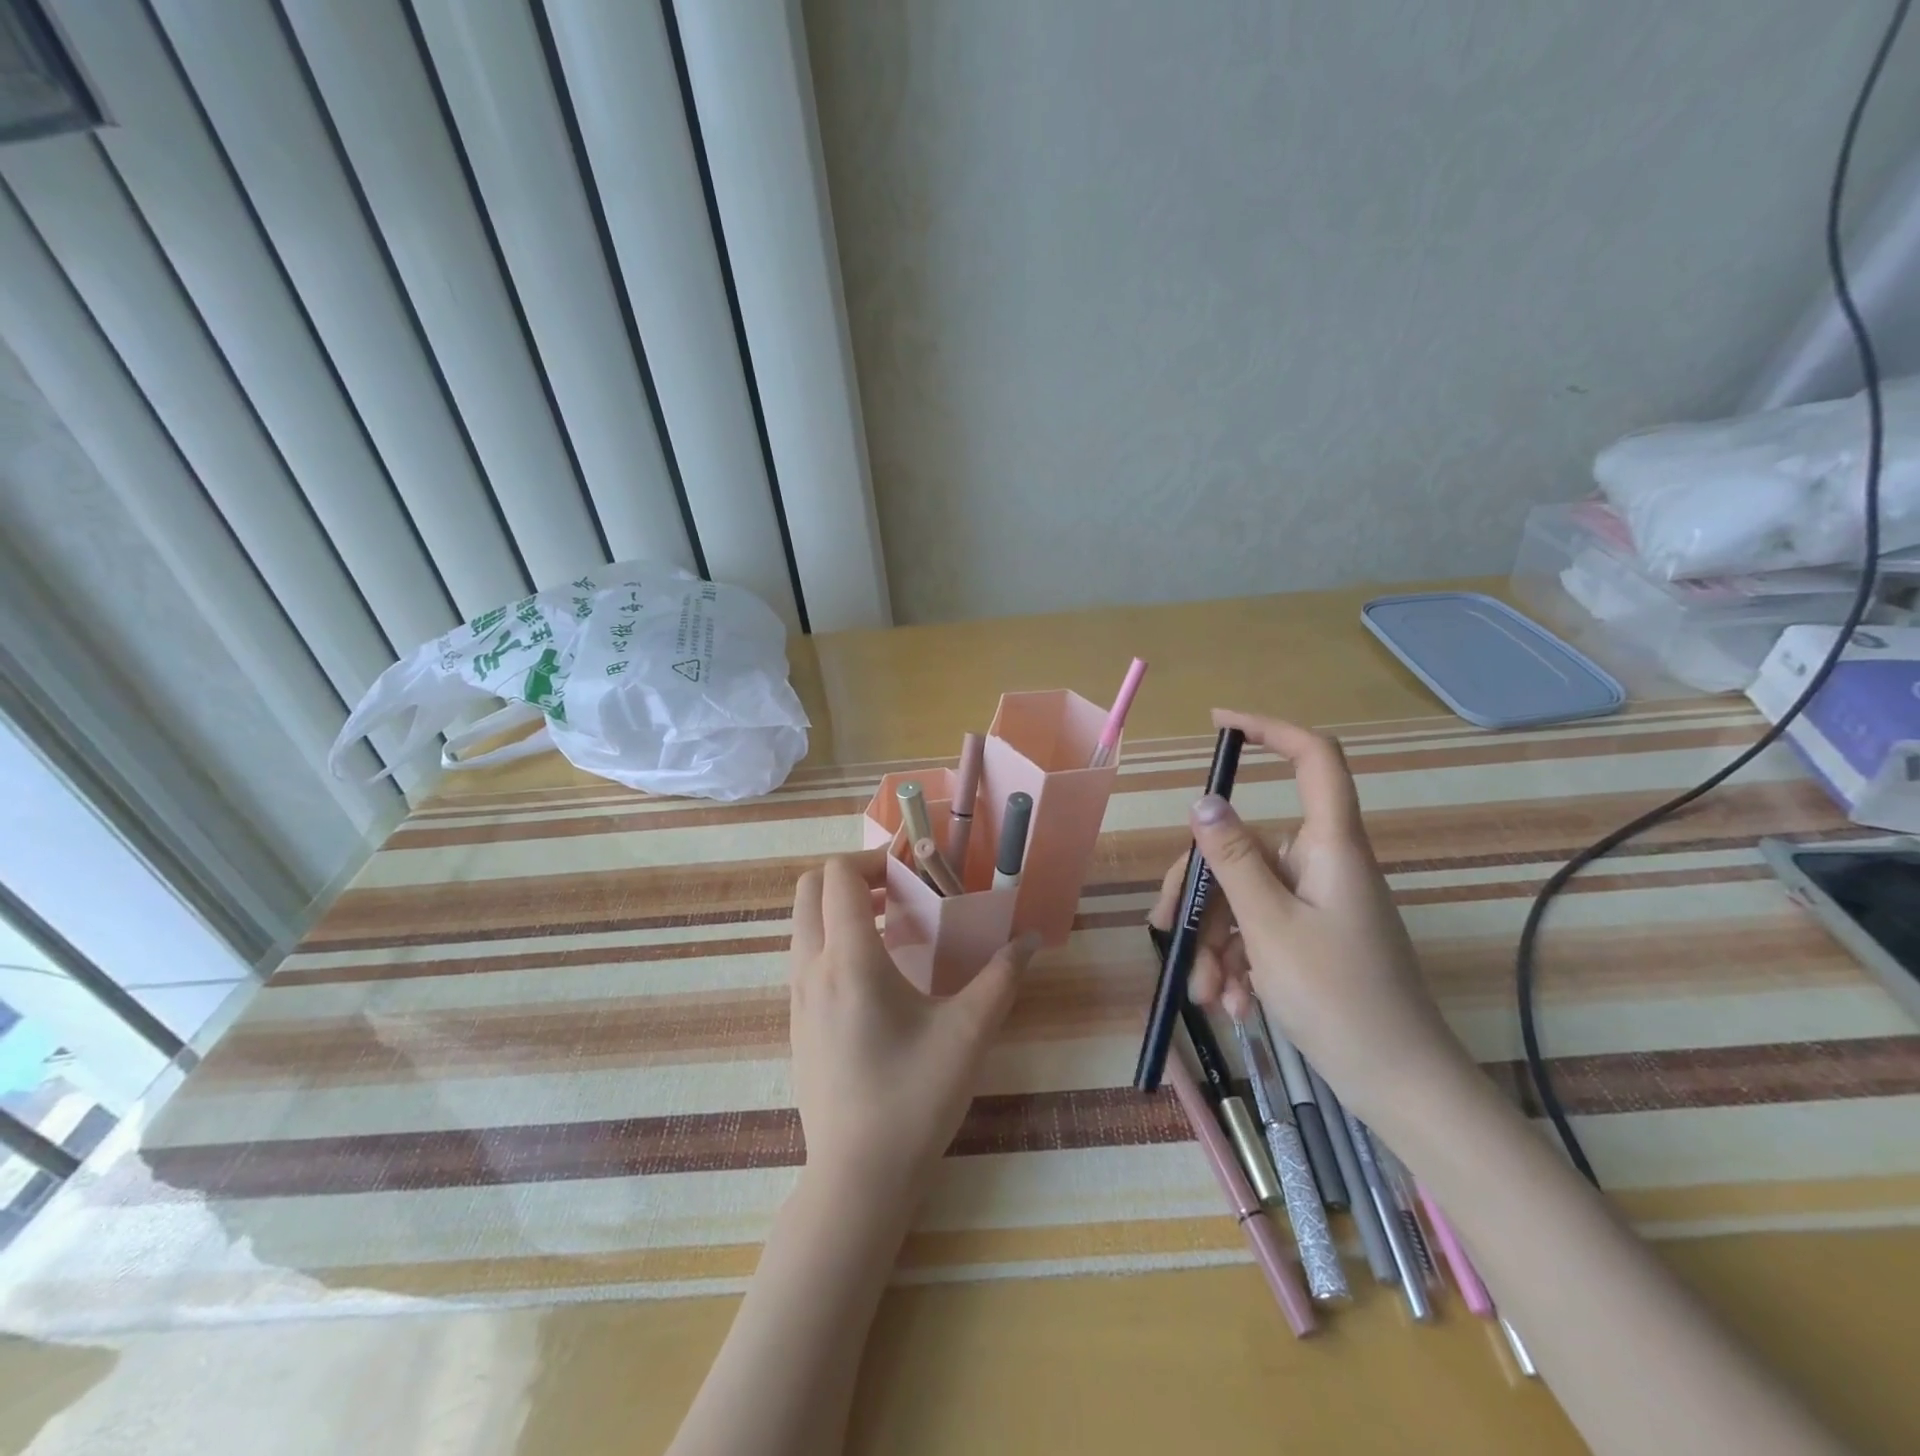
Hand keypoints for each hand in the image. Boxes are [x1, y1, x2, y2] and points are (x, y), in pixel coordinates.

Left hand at [788, 855, 1039, 1204]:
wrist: (857, 1179)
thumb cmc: (914, 1099)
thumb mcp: (968, 1033)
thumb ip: (1002, 977)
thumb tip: (1031, 938)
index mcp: (849, 960)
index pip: (838, 876)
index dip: (873, 860)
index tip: (913, 875)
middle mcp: (811, 969)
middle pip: (809, 889)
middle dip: (852, 877)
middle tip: (899, 892)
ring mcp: (796, 997)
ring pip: (803, 923)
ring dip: (840, 908)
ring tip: (892, 928)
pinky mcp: (795, 1022)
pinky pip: (804, 955)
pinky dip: (832, 939)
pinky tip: (876, 975)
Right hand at [1149, 710, 1472, 1118]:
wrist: (1402, 1090)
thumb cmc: (1342, 1001)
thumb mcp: (1271, 928)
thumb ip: (1233, 861)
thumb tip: (1203, 799)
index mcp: (1329, 846)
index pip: (1314, 760)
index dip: (1270, 730)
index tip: (1218, 725)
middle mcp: (1321, 864)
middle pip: (1244, 846)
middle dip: (1202, 894)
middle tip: (1168, 932)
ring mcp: (1315, 903)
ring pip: (1242, 896)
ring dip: (1214, 941)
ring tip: (1206, 993)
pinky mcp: (1309, 937)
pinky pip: (1256, 928)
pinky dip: (1235, 959)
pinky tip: (1229, 1001)